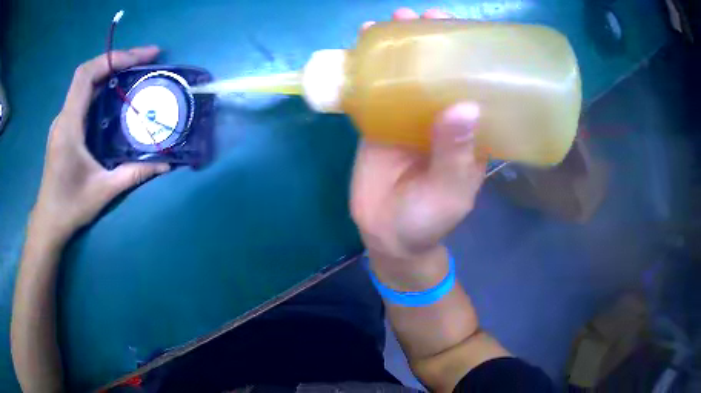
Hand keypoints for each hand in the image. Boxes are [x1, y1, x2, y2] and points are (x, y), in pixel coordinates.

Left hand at [29, 46, 169, 246]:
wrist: (49, 222)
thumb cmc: (70, 207)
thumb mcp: (104, 191)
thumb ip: (133, 174)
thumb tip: (165, 164)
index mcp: (69, 126)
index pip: (87, 75)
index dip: (114, 58)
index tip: (144, 57)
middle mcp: (64, 117)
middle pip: (88, 73)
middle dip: (118, 60)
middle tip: (147, 60)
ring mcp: (63, 122)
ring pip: (86, 84)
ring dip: (111, 72)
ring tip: (137, 72)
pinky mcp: (65, 129)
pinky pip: (84, 98)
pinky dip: (102, 88)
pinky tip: (117, 96)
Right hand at [351, 9, 485, 261]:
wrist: (386, 234)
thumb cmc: (427, 219)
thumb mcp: (449, 192)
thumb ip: (455, 154)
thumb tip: (465, 106)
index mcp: (469, 129)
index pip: (475, 81)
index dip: (469, 52)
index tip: (459, 26)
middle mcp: (441, 116)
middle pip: (439, 69)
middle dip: (432, 39)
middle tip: (423, 15)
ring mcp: (408, 116)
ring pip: (406, 73)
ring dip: (399, 45)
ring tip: (391, 21)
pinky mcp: (379, 121)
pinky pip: (375, 89)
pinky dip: (369, 68)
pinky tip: (361, 46)